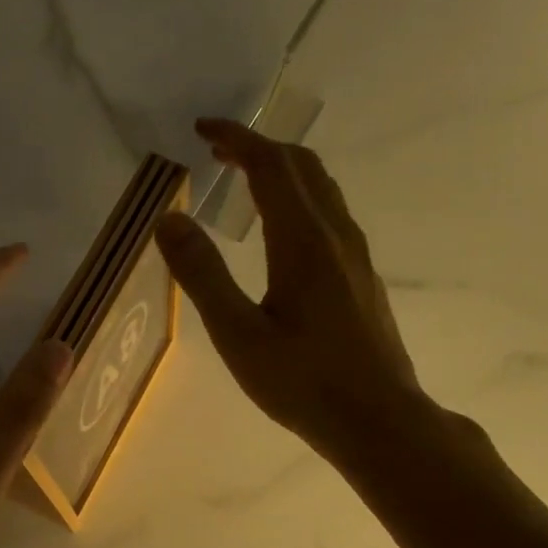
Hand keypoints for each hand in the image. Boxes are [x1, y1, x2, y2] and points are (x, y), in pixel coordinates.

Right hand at [154, 119, 439, 478]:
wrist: (379, 420)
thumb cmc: (303, 382)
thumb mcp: (238, 334)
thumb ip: (202, 274)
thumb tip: (168, 219)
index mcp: (303, 241)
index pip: (270, 166)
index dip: (237, 139)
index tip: (202, 128)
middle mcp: (335, 235)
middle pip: (302, 166)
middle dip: (258, 146)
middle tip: (216, 149)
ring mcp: (355, 255)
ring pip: (321, 188)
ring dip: (281, 169)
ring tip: (242, 177)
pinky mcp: (361, 276)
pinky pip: (329, 212)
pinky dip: (297, 195)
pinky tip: (277, 228)